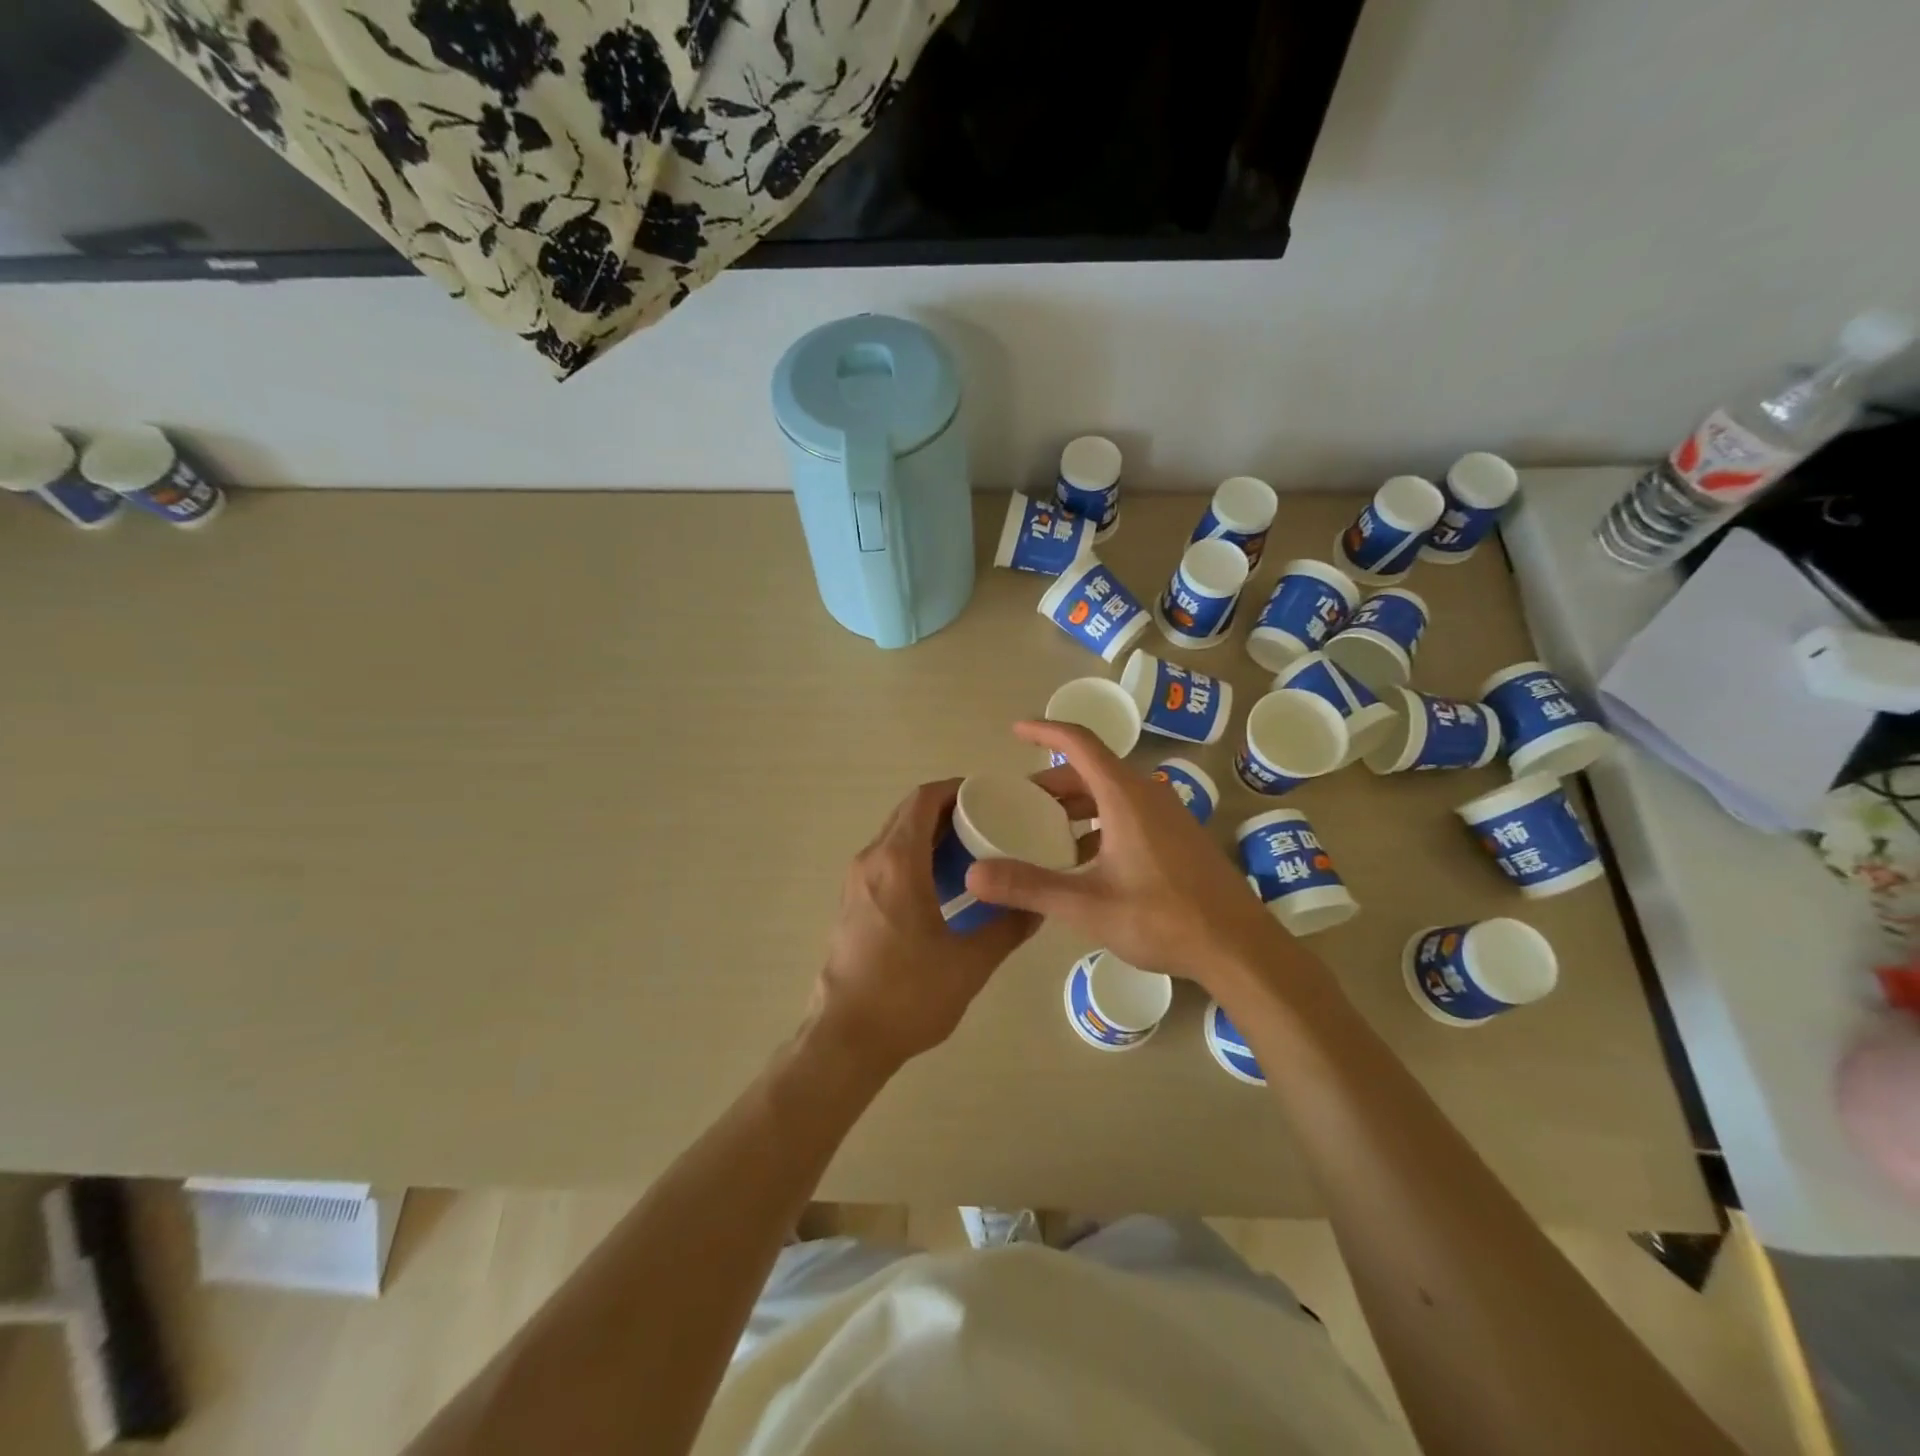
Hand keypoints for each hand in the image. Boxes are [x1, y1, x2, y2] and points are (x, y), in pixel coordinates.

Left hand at [810, 779, 1038, 1073]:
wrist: (846, 1038)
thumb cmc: (908, 995)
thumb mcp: (970, 963)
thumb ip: (1008, 927)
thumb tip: (1038, 906)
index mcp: (897, 863)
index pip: (924, 800)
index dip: (957, 789)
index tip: (991, 797)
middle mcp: (871, 861)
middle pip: (909, 814)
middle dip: (949, 811)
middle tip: (992, 823)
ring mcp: (856, 882)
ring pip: (896, 837)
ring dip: (932, 836)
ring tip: (974, 853)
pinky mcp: (852, 903)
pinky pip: (887, 861)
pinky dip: (916, 857)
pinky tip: (945, 886)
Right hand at [966, 721, 1290, 988]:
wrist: (1238, 947)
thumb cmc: (1162, 919)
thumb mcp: (1087, 905)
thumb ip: (1029, 887)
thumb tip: (973, 875)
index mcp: (1125, 797)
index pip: (1079, 743)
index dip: (1045, 730)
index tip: (1016, 730)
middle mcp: (1148, 795)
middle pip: (1093, 769)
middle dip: (1053, 781)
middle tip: (1020, 802)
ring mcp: (1168, 815)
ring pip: (1111, 793)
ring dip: (1076, 804)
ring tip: (1045, 831)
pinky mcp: (1179, 837)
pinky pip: (1129, 813)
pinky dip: (1098, 822)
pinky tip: (1085, 859)